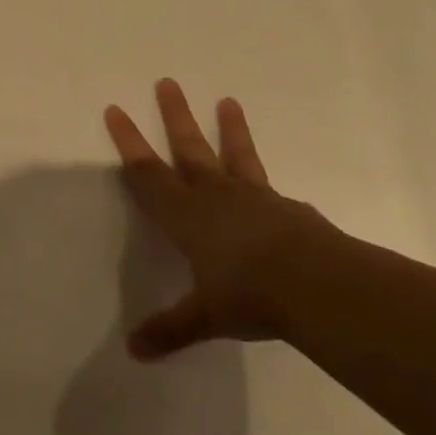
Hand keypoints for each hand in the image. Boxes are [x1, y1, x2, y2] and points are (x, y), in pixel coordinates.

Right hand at [105, 79, 341, 358]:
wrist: (318, 287)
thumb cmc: (248, 296)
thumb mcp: (206, 316)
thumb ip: (171, 328)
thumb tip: (133, 352)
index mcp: (185, 216)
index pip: (147, 173)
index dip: (129, 142)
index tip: (116, 110)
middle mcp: (215, 197)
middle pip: (188, 149)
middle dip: (174, 117)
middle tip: (167, 82)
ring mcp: (255, 198)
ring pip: (234, 156)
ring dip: (228, 130)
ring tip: (228, 100)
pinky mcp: (289, 209)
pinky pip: (271, 189)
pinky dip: (266, 184)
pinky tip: (276, 191)